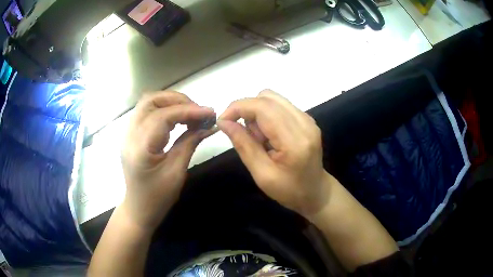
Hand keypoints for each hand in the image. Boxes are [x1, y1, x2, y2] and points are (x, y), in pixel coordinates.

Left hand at [121, 91, 215, 230]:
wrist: (138, 209)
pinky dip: (164, 109)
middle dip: (177, 100)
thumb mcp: (176, 173)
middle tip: (198, 110)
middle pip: (151, 101)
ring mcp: (128, 133)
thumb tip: (208, 125)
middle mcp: (130, 135)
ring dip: (170, 102)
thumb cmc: (157, 197)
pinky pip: (147, 112)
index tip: (210, 112)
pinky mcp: (131, 134)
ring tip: (190, 113)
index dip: (188, 111)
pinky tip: (177, 119)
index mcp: (140, 148)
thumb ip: (190, 143)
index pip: (162, 116)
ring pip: (148, 103)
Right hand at [217, 90, 331, 217]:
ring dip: (257, 114)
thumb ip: (243, 145)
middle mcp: (304, 122)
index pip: (263, 107)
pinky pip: (279, 105)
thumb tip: (224, 122)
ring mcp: (307, 118)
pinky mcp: (306, 118)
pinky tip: (269, 136)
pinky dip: (267, 116)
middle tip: (247, 136)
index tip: (223, 121)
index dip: (238, 108)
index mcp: (295, 140)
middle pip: (267, 97)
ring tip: (260, 139)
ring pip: (272, 98)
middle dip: (247, 111)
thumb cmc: (289, 190)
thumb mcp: (262, 174)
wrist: (316, 191)